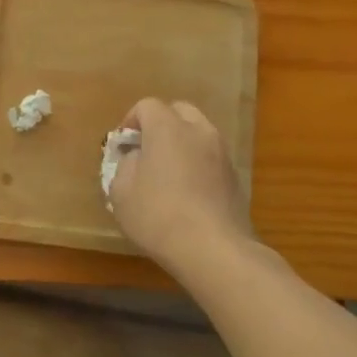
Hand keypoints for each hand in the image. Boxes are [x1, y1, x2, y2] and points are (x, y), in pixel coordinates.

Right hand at [107, 98, 265, 278]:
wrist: (214, 251)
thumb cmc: (158, 215)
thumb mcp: (121, 191)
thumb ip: (125, 165)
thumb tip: (137, 158)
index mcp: (167, 128)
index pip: (146, 106)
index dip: (130, 122)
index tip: (122, 147)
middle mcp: (198, 132)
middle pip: (179, 112)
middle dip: (160, 124)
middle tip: (146, 151)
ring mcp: (222, 154)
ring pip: (198, 134)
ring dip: (181, 144)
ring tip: (167, 173)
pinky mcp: (235, 177)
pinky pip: (210, 157)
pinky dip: (197, 164)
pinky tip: (187, 193)